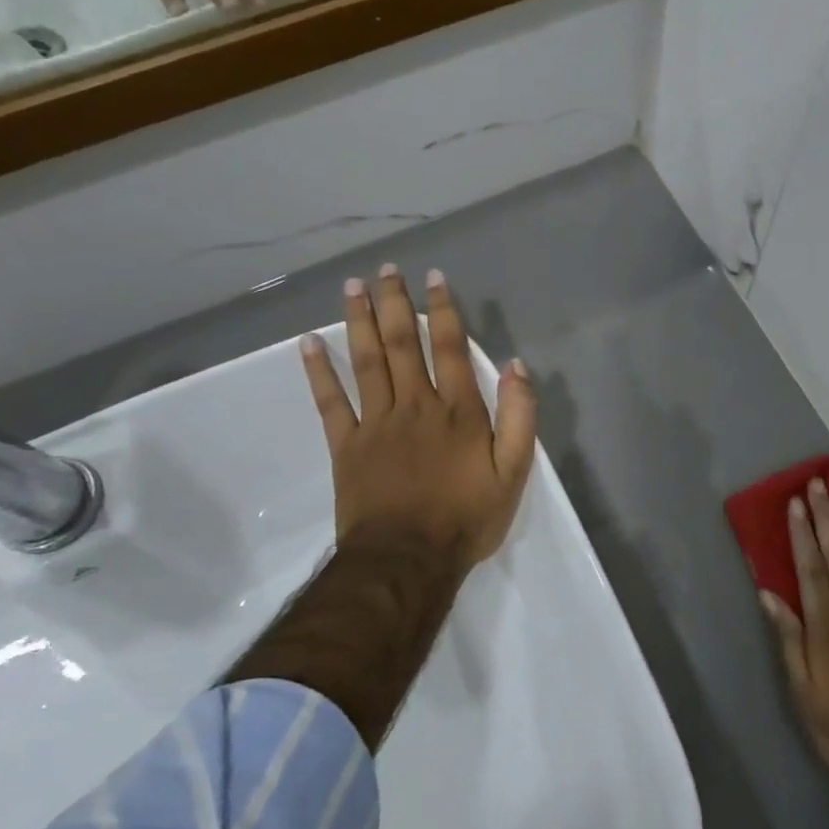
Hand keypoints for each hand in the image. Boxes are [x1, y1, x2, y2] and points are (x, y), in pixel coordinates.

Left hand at [301, 264, 536, 571]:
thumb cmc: (466, 517)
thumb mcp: (513, 472)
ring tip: (352, 287)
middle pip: (403, 343)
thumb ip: (519, 417)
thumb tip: (518, 366)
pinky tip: (309, 343)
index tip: (434, 277)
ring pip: (367, 361)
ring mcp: (376, 423)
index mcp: (457, 410)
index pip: (450, 347)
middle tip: (385, 269)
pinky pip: (330, 401)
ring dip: (359, 321)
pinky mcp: (346, 445)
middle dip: (395, 302)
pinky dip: (318, 371)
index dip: (444, 309)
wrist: (408, 560)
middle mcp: (415, 404)